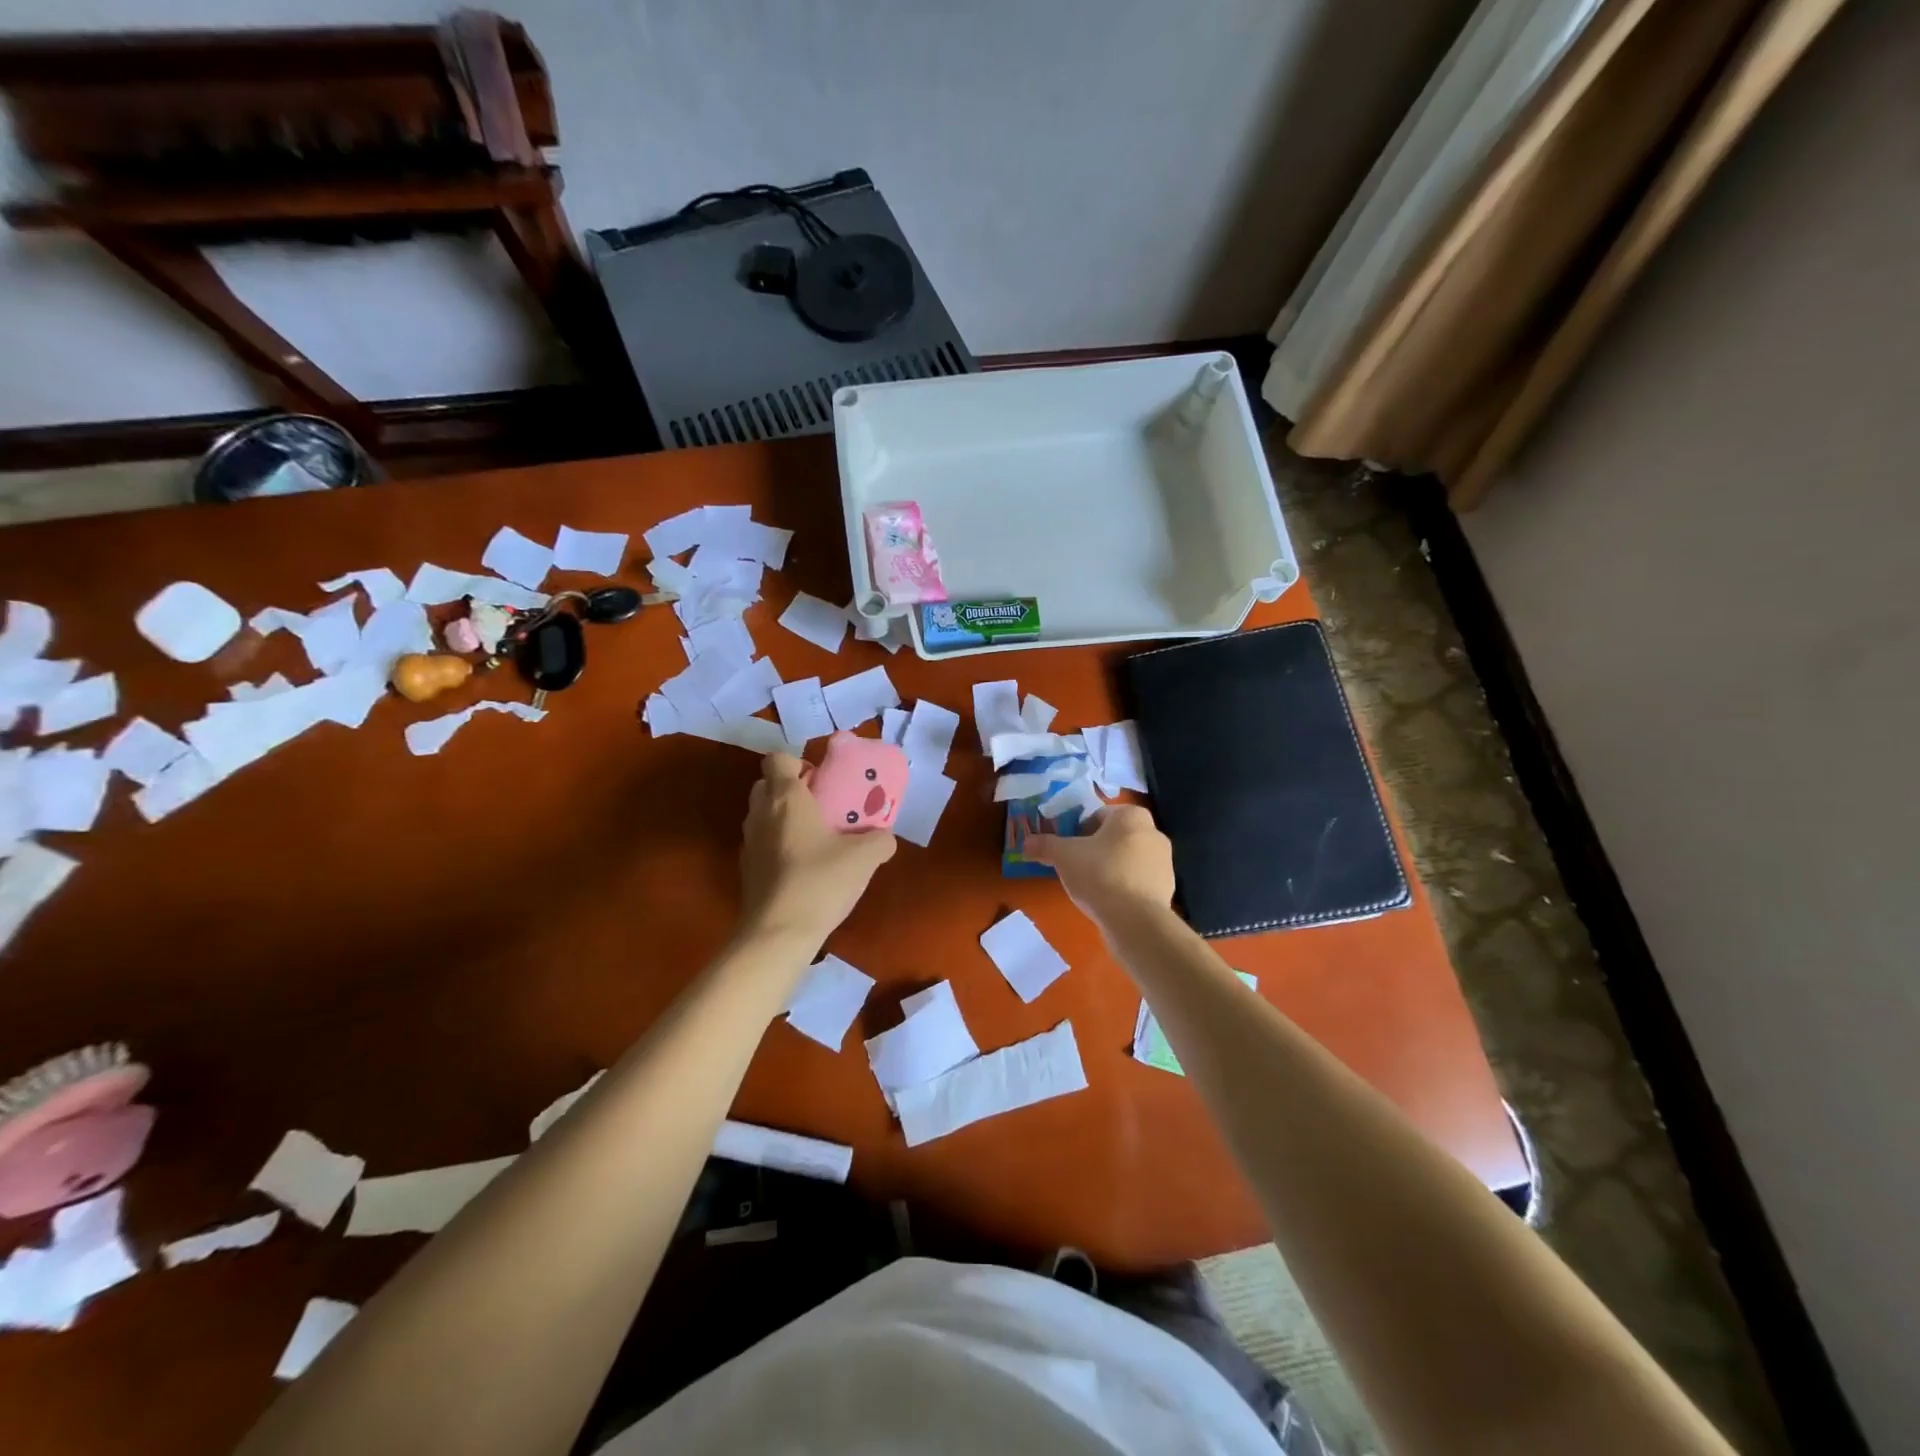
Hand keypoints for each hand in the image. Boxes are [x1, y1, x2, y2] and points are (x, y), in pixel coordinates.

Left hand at [738, 754, 896, 950]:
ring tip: (816, 837)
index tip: (821, 780)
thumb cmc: (820, 882)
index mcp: (785, 798)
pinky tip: (803, 867)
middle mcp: (760, 813)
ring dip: (784, 818)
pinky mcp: (746, 870)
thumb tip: (885, 838)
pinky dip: (778, 846)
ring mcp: (748, 843)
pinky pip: (762, 843)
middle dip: (791, 789)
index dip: (798, 763)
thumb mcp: (865, 858)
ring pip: (763, 815)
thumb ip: (880, 840)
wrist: (778, 934)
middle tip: (822, 806)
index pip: (777, 759)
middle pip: (767, 785)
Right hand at [1026, 805, 1175, 928]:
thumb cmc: (1100, 874)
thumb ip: (1044, 845)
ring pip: (1126, 859)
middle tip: (1074, 866)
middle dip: (1094, 849)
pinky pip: (1136, 881)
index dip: (1077, 830)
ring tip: (1089, 887)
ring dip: (1109, 868)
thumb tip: (1024, 843)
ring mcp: (1164, 862)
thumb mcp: (1063, 856)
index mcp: (1131, 816)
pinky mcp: (1166, 888)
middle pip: (1113, 837)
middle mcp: (1153, 832)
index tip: (1065, 848)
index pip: (1097, 815)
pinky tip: (1107, 901)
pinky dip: (1122, 887)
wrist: (1135, 920)